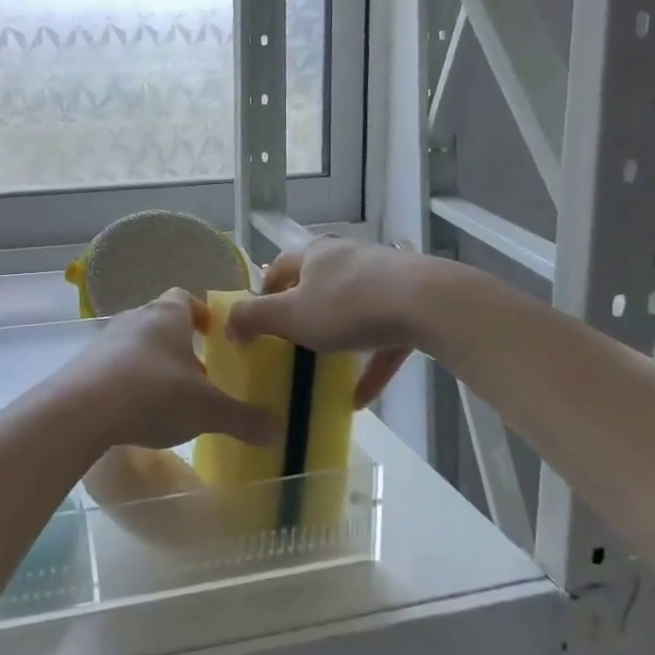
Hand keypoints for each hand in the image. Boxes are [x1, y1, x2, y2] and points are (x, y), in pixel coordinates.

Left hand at [50, 290, 277, 457]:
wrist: (80, 410)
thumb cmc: (153, 394)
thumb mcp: (207, 411)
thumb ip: (242, 419)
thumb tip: (279, 431)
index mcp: (168, 316)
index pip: (185, 299)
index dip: (200, 314)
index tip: (212, 334)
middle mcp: (135, 318)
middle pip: (160, 322)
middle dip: (179, 345)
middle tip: (197, 374)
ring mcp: (105, 340)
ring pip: (136, 345)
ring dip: (152, 365)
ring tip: (168, 398)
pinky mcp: (83, 365)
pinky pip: (113, 367)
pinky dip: (127, 382)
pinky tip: (135, 411)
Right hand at [224, 237, 420, 407]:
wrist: (426, 303)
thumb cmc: (347, 305)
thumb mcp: (289, 315)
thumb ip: (253, 318)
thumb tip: (227, 323)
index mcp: (314, 255)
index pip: (279, 266)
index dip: (263, 290)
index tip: (256, 320)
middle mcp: (347, 258)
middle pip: (316, 284)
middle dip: (302, 312)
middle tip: (288, 343)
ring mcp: (383, 278)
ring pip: (352, 308)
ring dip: (337, 338)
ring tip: (324, 368)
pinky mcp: (411, 303)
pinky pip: (382, 336)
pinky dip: (370, 363)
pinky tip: (361, 399)